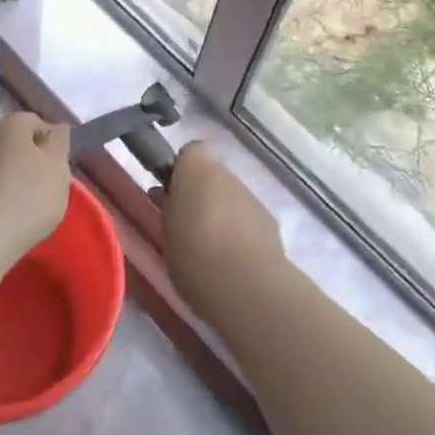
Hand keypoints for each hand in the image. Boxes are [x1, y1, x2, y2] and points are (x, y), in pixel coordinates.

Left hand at [0, 113, 72, 264]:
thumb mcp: (58, 166)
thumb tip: (56, 127)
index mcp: (12, 125)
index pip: (36, 123)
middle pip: (13, 143)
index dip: (50, 143)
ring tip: (21, 204)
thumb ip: (60, 141)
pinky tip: (1, 215)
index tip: (58, 166)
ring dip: (7, 176)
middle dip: (27, 158)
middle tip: (43, 185)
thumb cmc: (29, 195)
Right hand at [157, 141, 283, 317]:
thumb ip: (169, 205)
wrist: (244, 283)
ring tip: (210, 248)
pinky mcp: (269, 220)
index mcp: (197, 170)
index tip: (171, 193)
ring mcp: (251, 196)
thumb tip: (170, 195)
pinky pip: (248, 217)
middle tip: (187, 224)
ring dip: (222, 212)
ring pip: (231, 196)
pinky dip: (240, 230)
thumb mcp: (166, 228)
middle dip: (201, 193)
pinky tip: (233, 258)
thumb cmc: (192, 252)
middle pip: (212, 175)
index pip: (190, 152)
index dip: (181, 169)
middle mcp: (227, 175)